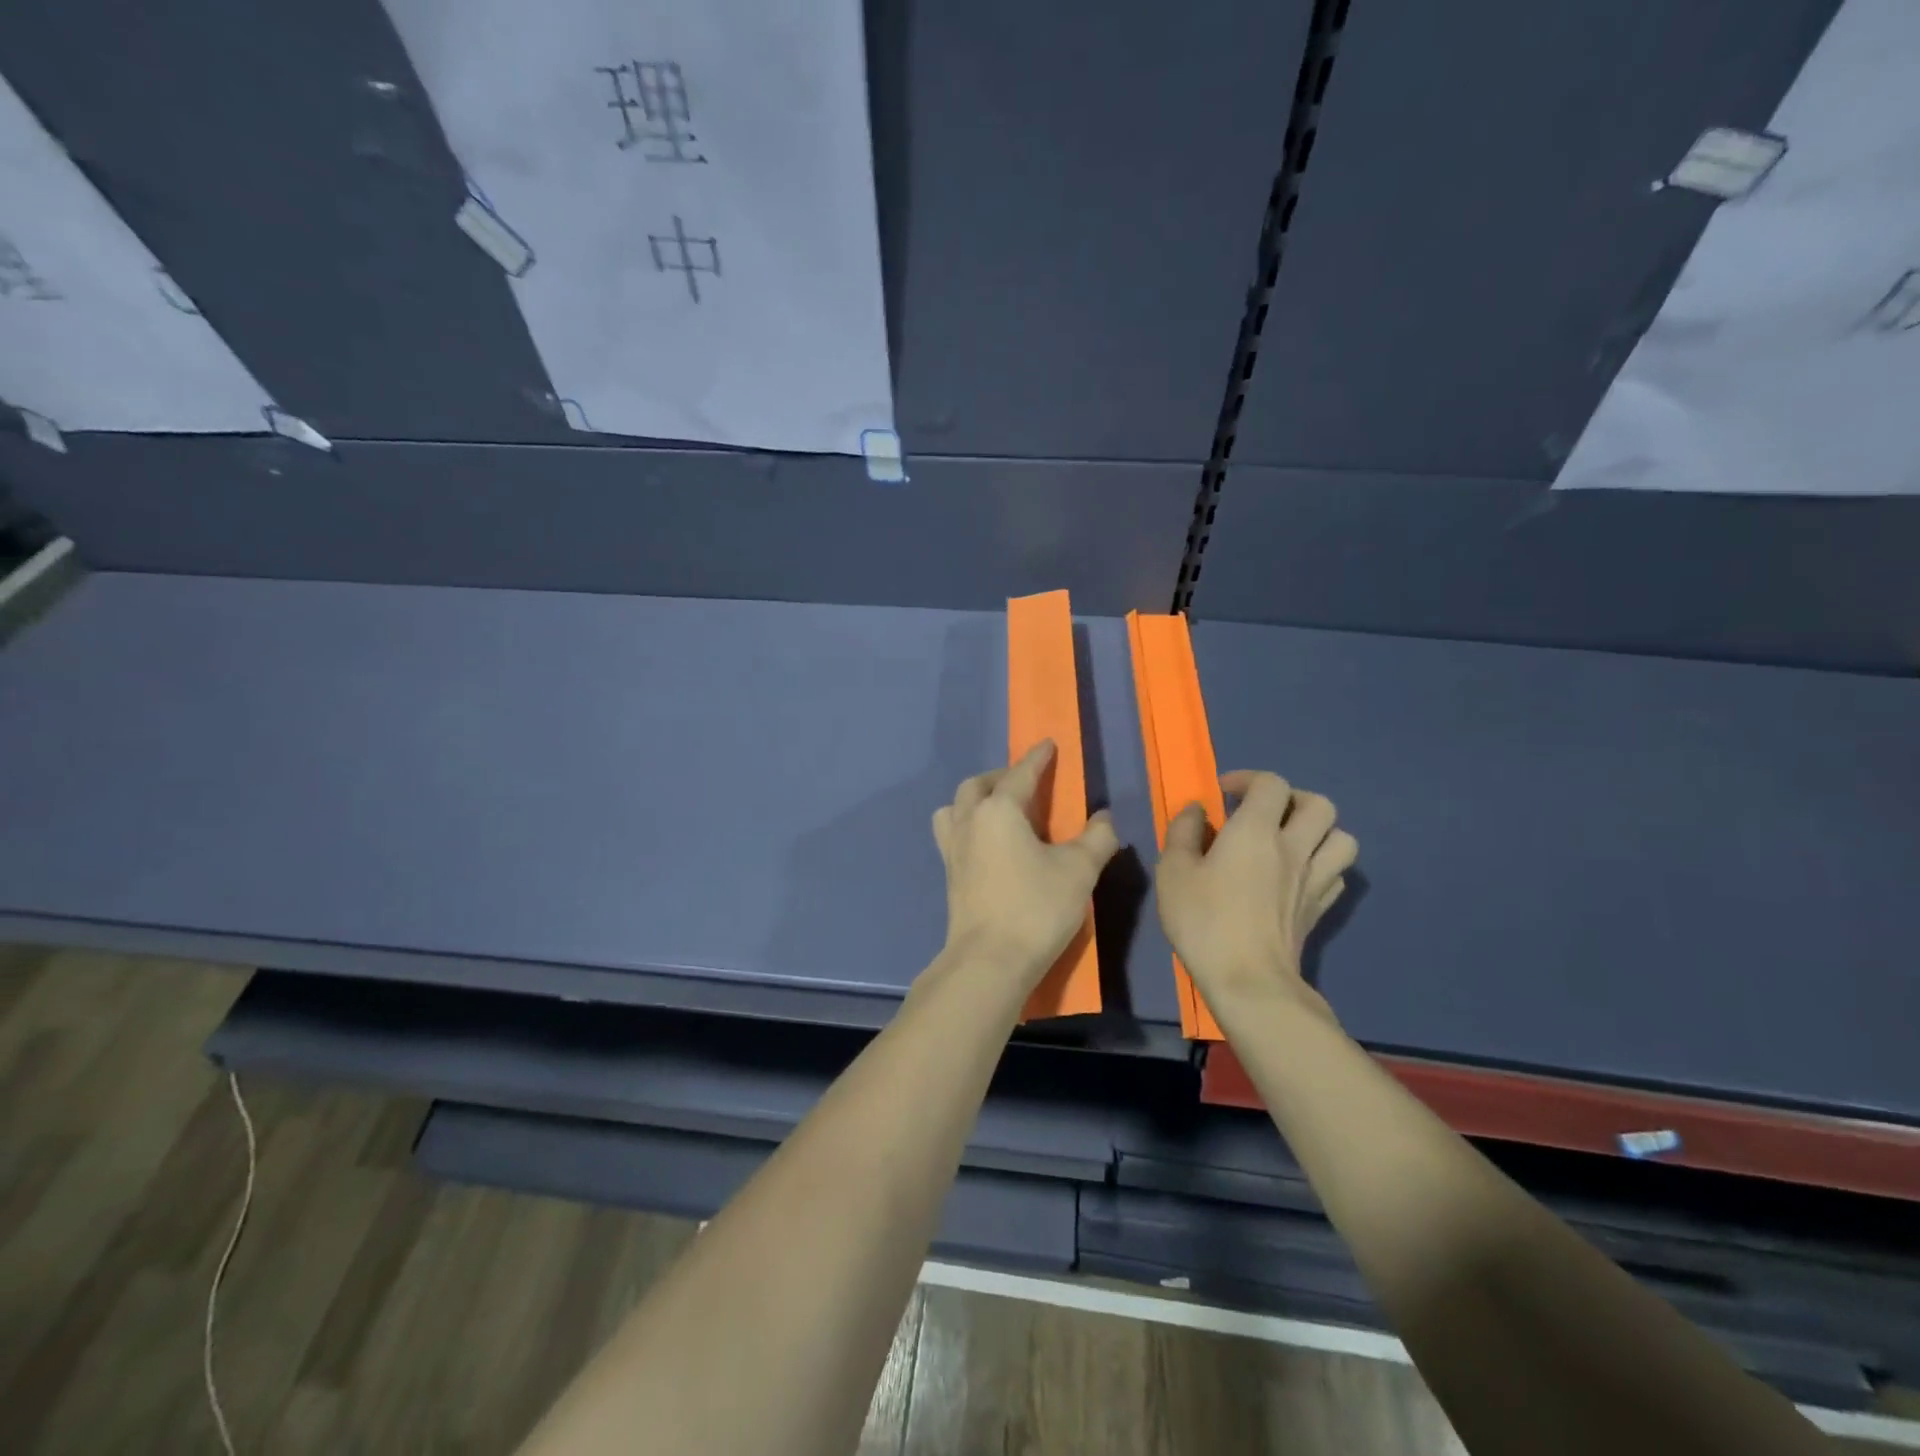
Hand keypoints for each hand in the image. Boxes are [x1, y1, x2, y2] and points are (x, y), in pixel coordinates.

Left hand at [930, 740, 1120, 989]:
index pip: (1020, 774)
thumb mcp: (1079, 871)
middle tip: (1025, 782)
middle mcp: (970, 822)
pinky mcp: (950, 876)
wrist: (990, 961)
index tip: (1048, 744)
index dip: (1037, 758)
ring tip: (999, 810)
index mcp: (999, 811)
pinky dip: (968, 825)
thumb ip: (1097, 838)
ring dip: (975, 799)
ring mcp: (953, 850)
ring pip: (955, 808)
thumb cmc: (1036, 908)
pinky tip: (989, 844)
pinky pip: (953, 834)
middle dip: (1001, 776)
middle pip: (977, 785)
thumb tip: (1104, 817)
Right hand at [1155, 770, 1356, 1012]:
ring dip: (1319, 831)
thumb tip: (1195, 810)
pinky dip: (1322, 865)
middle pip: (1319, 804)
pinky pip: (1337, 874)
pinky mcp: (1319, 909)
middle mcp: (1293, 848)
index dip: (1248, 779)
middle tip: (1263, 813)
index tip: (1224, 793)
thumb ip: (1182, 832)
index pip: (1271, 784)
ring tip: (1290, 841)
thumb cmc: (1204, 921)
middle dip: (1292, 799)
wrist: (1249, 981)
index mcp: (1255, 831)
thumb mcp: (1173, 872)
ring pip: (1342, 838)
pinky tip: (1298, 875)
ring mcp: (1314, 880)